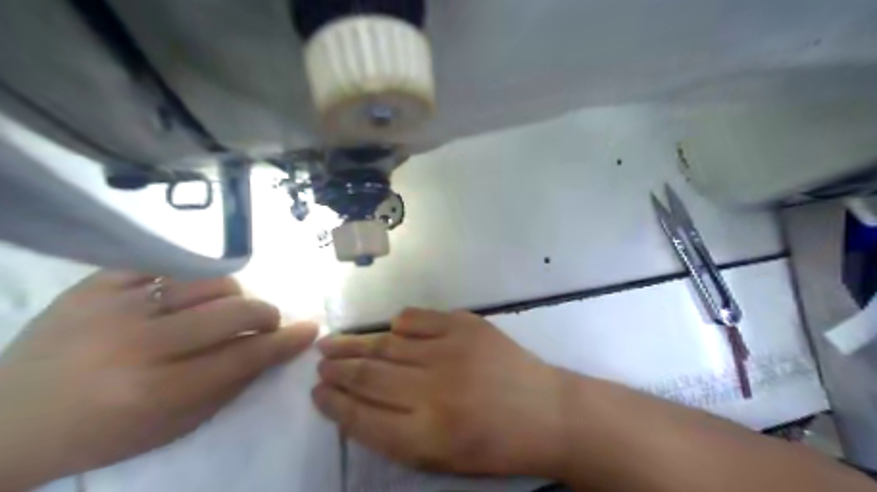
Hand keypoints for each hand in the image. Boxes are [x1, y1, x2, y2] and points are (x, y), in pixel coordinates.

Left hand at [1, 271, 319, 490]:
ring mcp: (114, 308)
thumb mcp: (173, 427)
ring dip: (232, 293)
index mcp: (158, 391)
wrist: (4, 421)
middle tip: (265, 322)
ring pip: (209, 280)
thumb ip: (230, 386)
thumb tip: (273, 350)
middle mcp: (139, 345)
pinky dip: (189, 278)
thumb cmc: (101, 433)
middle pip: (234, 311)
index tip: (311, 329)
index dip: (285, 342)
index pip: (244, 357)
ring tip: (223, 307)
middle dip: (265, 314)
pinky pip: (165, 265)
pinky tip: (186, 293)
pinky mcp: (94, 285)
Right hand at [316, 312, 569, 475]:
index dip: (333, 403)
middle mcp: (432, 391)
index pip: (361, 417)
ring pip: (388, 344)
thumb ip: (395, 434)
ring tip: (333, 342)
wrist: (546, 411)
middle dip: (337, 369)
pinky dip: (399, 323)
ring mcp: (450, 352)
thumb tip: (356, 403)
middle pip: (368, 376)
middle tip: (320, 363)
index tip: (317, 392)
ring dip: (355, 344)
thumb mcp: (441, 459)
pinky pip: (419, 318)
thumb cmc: (494, 445)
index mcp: (426, 437)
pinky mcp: (466, 326)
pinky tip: (389, 329)